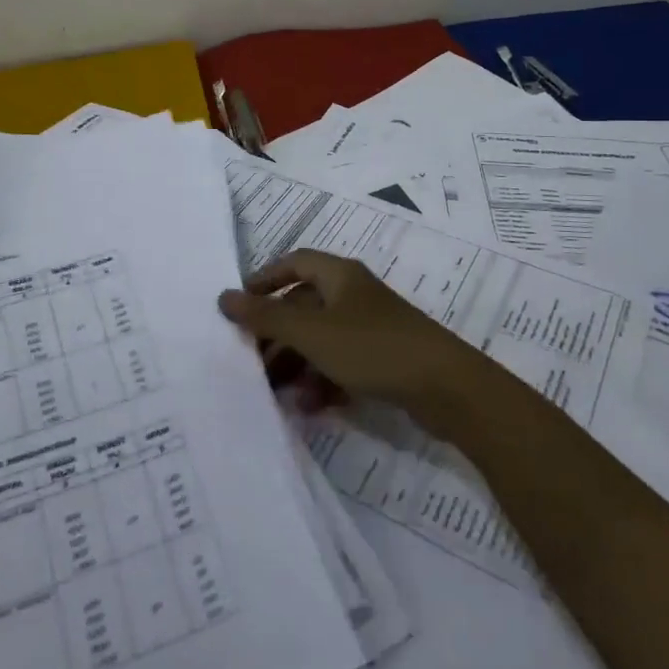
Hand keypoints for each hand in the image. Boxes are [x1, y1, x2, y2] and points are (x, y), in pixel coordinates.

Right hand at [217, 250, 491, 426]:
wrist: (445, 386)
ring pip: (321, 339)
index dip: (265, 279)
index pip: (294, 262)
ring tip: (275, 392)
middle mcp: (354, 295)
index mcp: (339, 276)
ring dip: (296, 363)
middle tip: (250, 361)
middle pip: (304, 305)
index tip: (240, 305)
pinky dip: (322, 380)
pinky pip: (341, 363)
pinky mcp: (384, 359)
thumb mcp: (311, 332)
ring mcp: (370, 328)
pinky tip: (309, 406)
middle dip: (276, 333)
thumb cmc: (372, 347)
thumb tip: (223, 296)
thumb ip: (265, 316)